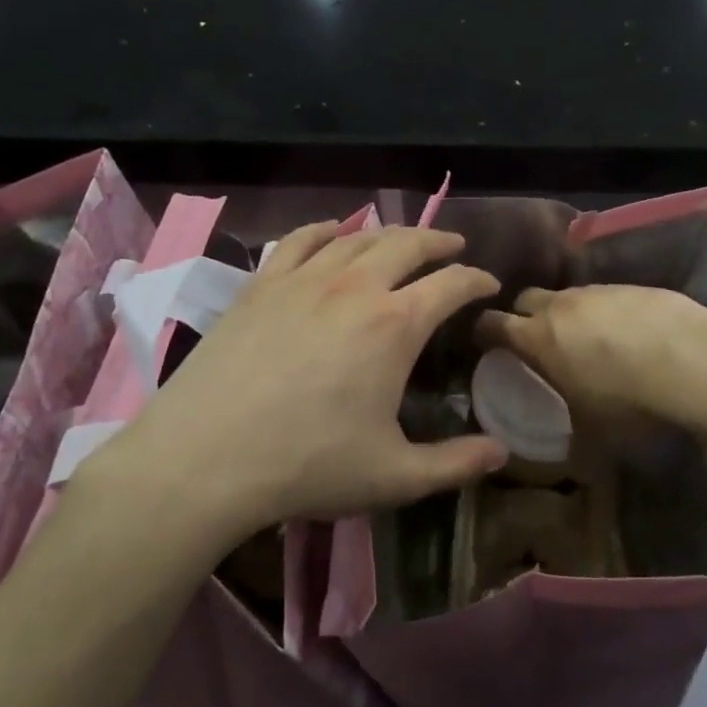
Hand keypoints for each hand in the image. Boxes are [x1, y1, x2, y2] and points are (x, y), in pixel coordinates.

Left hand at [87, 222, 508, 542]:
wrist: (204, 459)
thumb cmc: (308, 465)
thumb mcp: (395, 476)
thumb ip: (456, 464)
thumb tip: (502, 454)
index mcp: (395, 325)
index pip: (451, 285)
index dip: (477, 281)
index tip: (488, 284)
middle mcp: (354, 287)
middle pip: (407, 244)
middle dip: (439, 242)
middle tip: (454, 247)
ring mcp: (302, 280)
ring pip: (356, 237)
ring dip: (388, 233)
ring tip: (401, 239)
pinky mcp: (260, 285)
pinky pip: (299, 241)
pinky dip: (325, 230)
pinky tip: (332, 232)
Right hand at [475, 285, 706, 430]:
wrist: (693, 363)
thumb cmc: (628, 403)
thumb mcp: (595, 437)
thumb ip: (574, 448)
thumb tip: (572, 467)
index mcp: (538, 339)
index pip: (492, 324)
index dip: (483, 331)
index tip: (486, 343)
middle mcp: (562, 306)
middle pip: (526, 298)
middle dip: (523, 316)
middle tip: (536, 341)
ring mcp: (599, 291)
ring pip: (569, 295)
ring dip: (569, 314)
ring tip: (588, 340)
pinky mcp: (634, 286)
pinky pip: (607, 296)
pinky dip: (607, 312)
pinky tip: (629, 335)